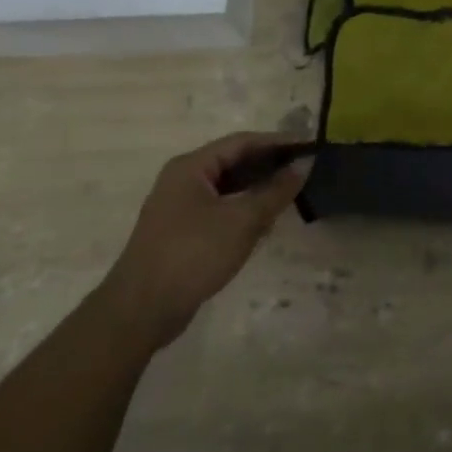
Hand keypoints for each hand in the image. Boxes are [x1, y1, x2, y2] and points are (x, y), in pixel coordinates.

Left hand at [101, 133, 309, 351]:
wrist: (142, 309)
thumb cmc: (193, 254)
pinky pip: (220, 209)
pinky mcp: (182, 232)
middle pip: (233, 162)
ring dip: (258, 188)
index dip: (277, 142)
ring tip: (292, 192)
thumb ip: (275, 191)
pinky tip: (266, 221)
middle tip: (305, 169)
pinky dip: (244, 209)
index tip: (309, 146)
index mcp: (191, 167)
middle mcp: (182, 180)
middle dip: (269, 165)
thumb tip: (304, 165)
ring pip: (228, 188)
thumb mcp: (242, 220)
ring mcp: (179, 207)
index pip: (241, 142)